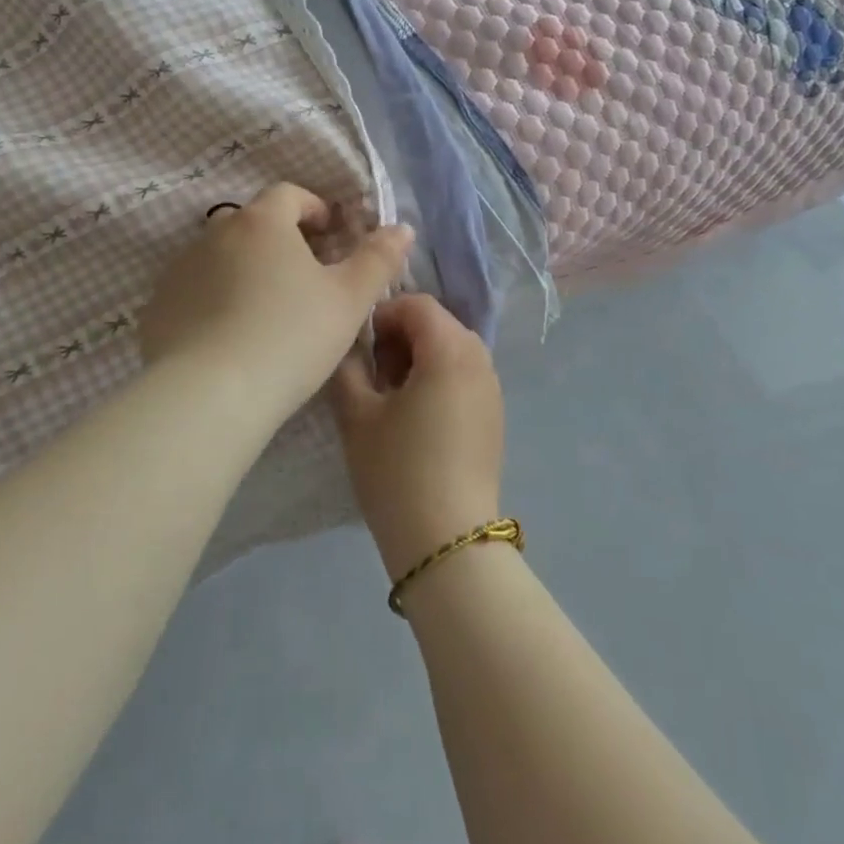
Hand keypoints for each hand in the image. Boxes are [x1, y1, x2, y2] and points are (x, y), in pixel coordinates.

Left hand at [138, 184, 412, 427]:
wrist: (210, 396)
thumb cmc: (291, 336)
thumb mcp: (349, 299)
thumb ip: (378, 259)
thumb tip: (401, 228)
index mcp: (262, 222)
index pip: (289, 194)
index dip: (314, 209)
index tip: (331, 236)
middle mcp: (215, 234)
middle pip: (253, 224)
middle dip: (281, 240)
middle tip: (306, 278)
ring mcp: (180, 270)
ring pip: (221, 257)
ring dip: (246, 270)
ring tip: (268, 312)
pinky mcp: (158, 307)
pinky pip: (194, 292)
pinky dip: (214, 301)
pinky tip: (231, 338)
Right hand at [333, 294, 504, 579]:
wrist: (446, 540)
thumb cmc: (397, 470)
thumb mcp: (357, 415)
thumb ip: (348, 366)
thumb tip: (350, 345)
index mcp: (450, 348)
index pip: (416, 304)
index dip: (382, 314)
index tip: (357, 346)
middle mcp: (480, 358)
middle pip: (437, 323)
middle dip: (400, 336)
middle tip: (370, 372)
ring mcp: (492, 387)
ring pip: (452, 348)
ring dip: (419, 356)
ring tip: (389, 395)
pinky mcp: (495, 414)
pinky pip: (464, 374)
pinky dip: (438, 377)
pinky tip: (415, 416)